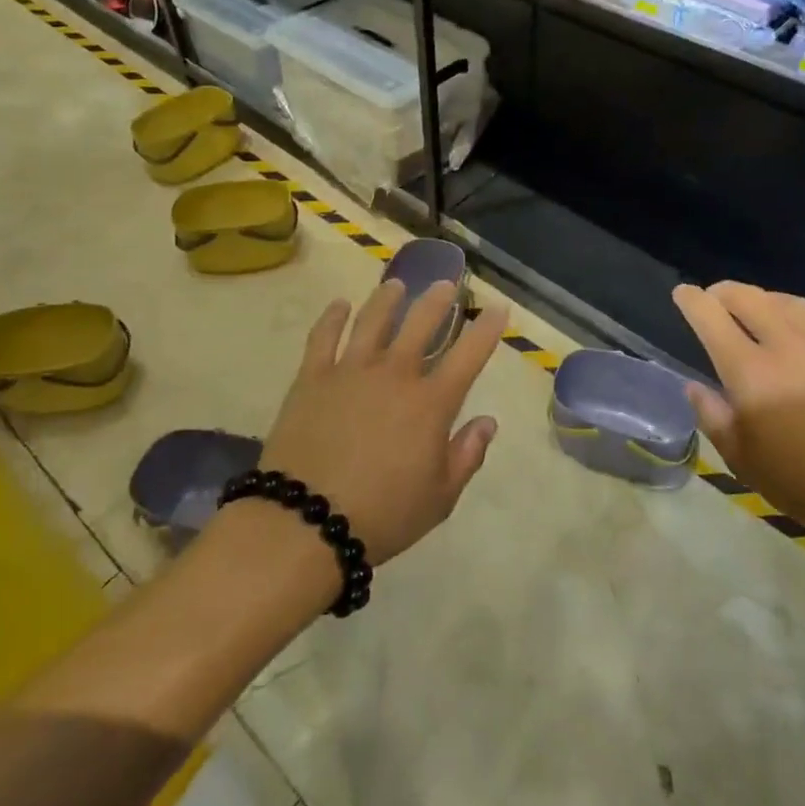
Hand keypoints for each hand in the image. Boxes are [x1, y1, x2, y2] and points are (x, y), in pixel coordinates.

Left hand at [258, 280, 508, 565]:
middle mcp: (395, 374)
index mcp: (430, 403)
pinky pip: (324, 337)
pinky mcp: (312, 377)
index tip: (498, 307)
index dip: (487, 329)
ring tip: (397, 284)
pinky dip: (333, 317)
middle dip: (438, 300)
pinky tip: (339, 305)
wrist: (306, 522)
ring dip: (388, 298)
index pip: (469, 355)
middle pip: (421, 323)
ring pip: (373, 320)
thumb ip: (467, 455)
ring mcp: (351, 370)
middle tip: (446, 283)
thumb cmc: (383, 515)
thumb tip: (488, 421)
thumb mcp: (440, 498)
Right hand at [671, 282, 804, 543]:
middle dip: (723, 291)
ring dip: (761, 299)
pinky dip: (798, 322)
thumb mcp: (744, 463)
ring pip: (785, 302)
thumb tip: (695, 387)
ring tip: (754, 310)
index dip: (692, 300)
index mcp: (751, 372)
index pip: (711, 318)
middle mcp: (787, 345)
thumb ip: (714, 418)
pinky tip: (801, 341)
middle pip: (747, 296)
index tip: (682, 293)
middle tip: (713, 299)